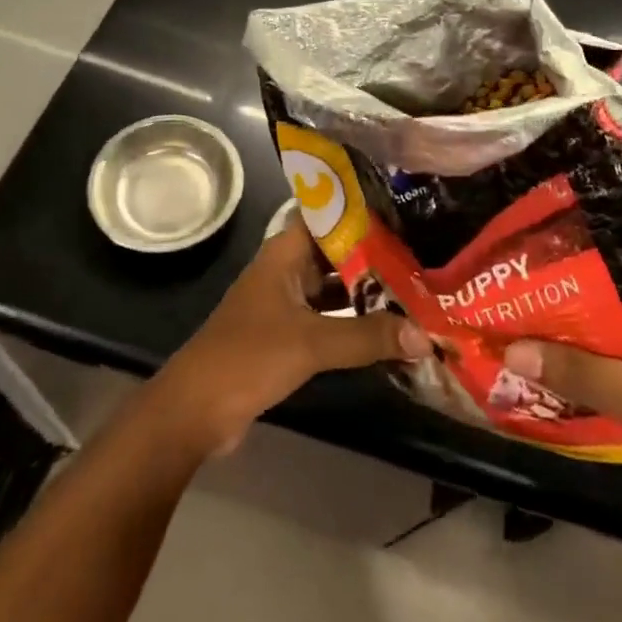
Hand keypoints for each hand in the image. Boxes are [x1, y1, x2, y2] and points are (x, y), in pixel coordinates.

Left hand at [153, 222, 432, 456]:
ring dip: (368, 291)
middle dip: (376, 255)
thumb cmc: (248, 356)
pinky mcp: (287, 335)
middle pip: (337, 252)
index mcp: (285, 252)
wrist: (196, 410)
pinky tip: (388, 328)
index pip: (329, 216)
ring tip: (416, 288)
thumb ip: (367, 337)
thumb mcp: (311, 342)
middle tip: (422, 252)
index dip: (364, 212)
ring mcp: (286, 303)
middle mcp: (286, 270)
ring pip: (334, 287)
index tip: (405, 211)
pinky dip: (355, 321)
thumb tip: (425, 335)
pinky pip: (329, 318)